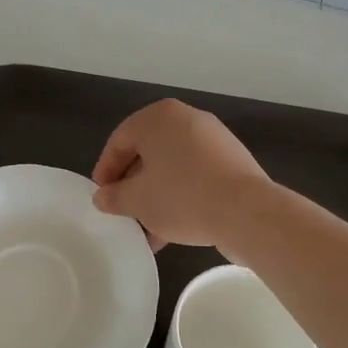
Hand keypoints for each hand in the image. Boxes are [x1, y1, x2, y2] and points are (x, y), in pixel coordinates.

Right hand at [90, 99, 272, 250]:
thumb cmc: (181, 197)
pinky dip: (180, 195)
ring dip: (156, 195)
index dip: (106, 170)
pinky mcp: (232, 161)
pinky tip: (173, 228)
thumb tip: (103, 197)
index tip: (101, 197)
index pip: (120, 140)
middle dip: (133, 185)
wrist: (246, 212)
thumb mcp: (137, 201)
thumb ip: (114, 197)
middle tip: (123, 211)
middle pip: (148, 152)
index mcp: (158, 118)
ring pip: (172, 167)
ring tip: (147, 229)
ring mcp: (213, 139)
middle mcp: (187, 119)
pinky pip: (195, 175)